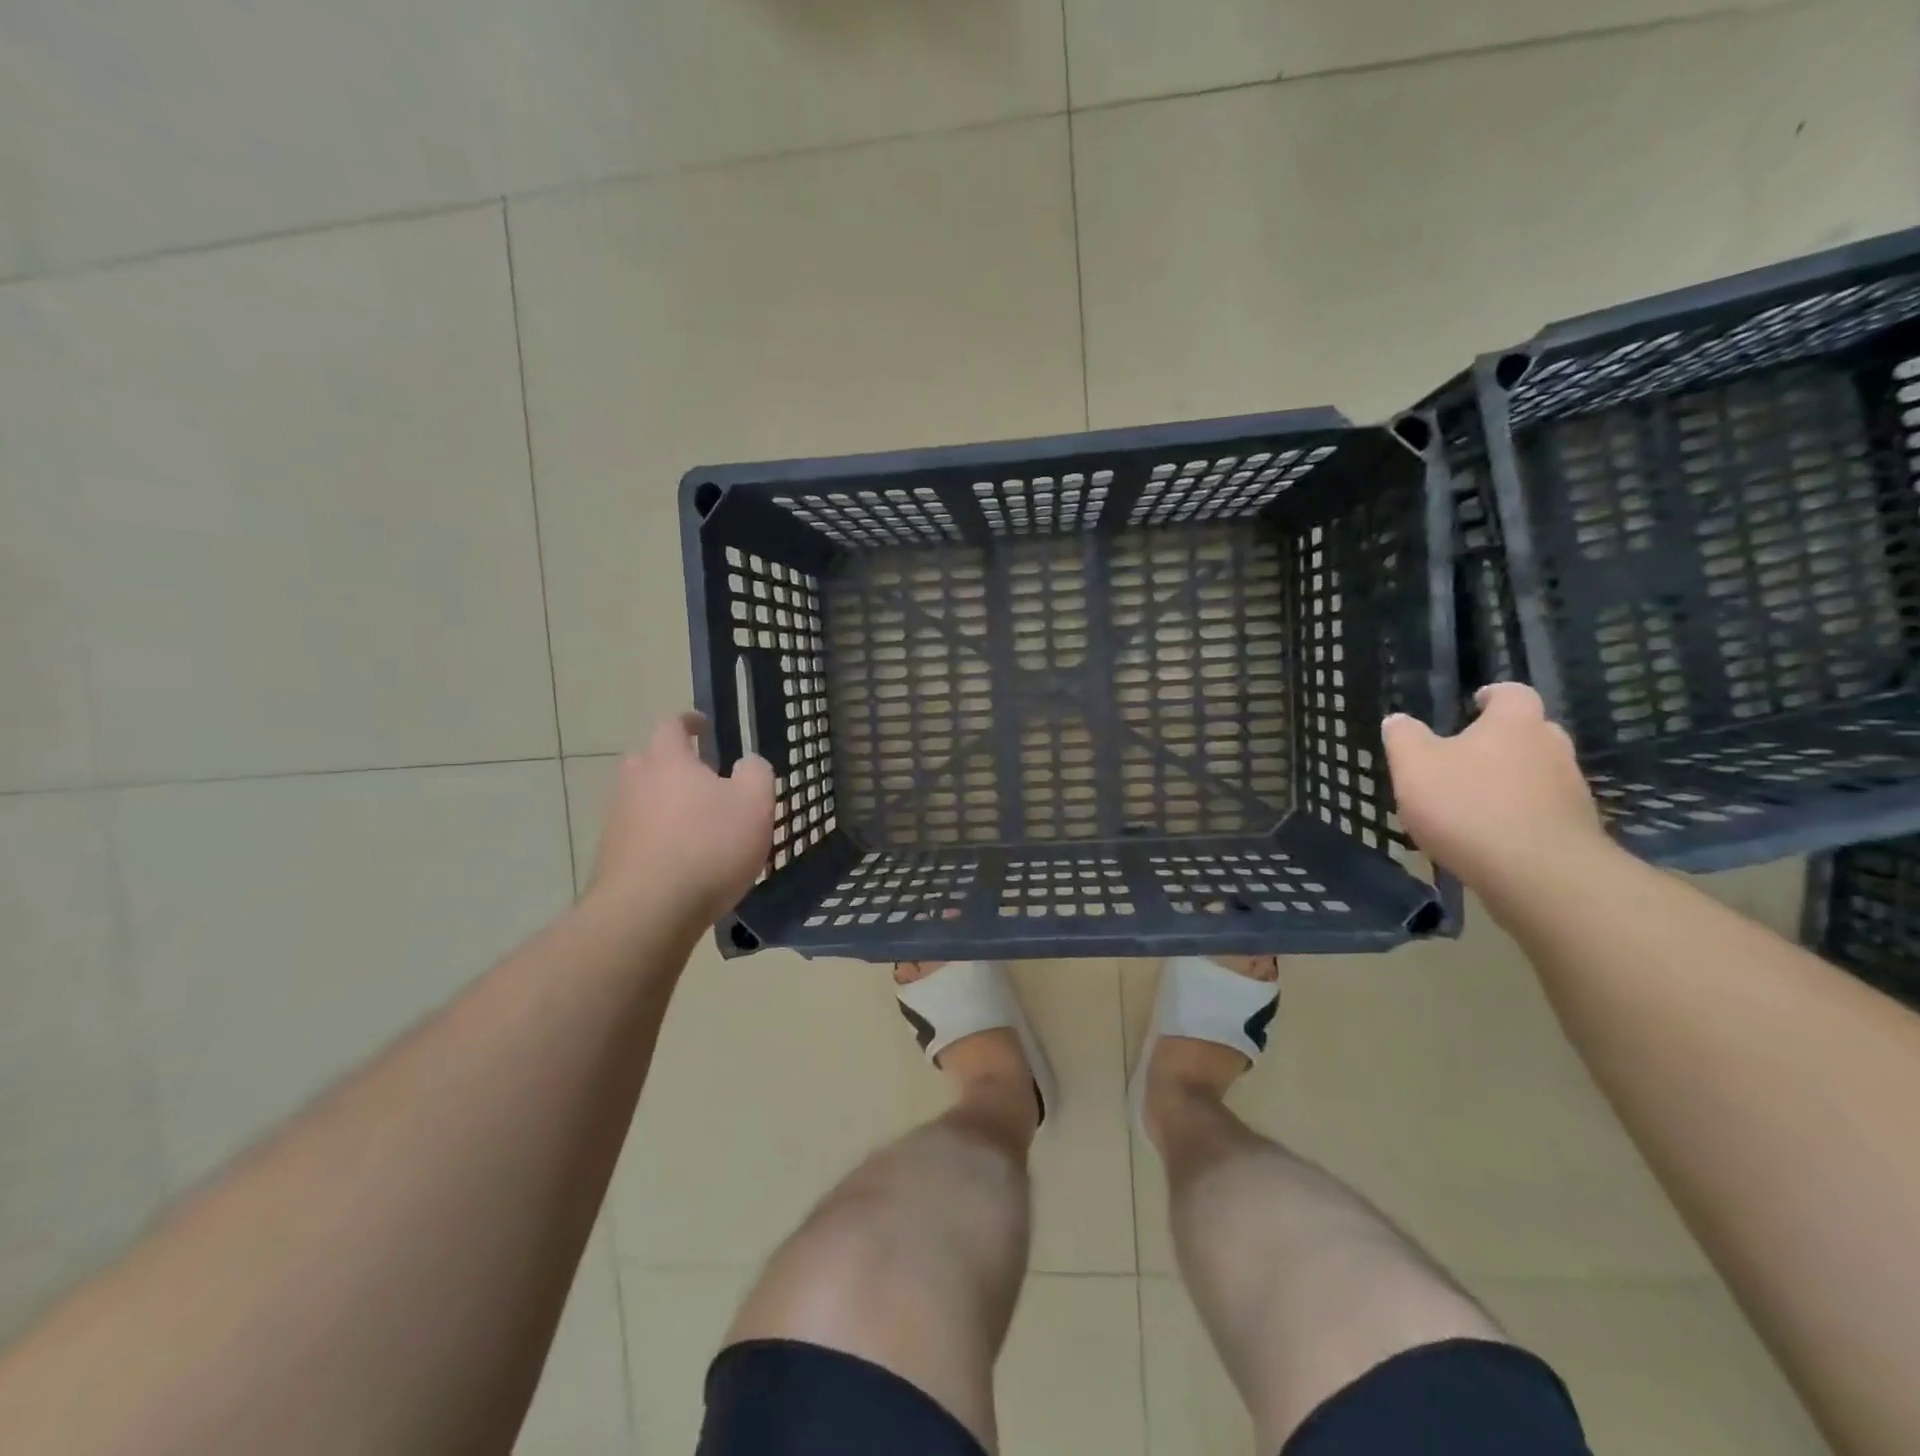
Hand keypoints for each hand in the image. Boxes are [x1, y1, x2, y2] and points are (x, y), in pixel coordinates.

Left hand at [588, 712, 775, 931]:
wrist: (648, 911)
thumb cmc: (709, 846)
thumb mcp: (754, 804)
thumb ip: (755, 773)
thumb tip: (747, 763)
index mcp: (668, 760)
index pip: (672, 725)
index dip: (688, 721)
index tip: (703, 726)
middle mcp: (635, 783)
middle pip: (649, 760)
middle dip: (672, 763)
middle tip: (701, 776)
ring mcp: (618, 821)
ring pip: (641, 799)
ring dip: (664, 803)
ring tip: (696, 823)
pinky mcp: (612, 857)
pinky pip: (638, 834)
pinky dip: (658, 837)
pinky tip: (681, 859)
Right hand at [1382, 683, 1608, 898]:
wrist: (1537, 874)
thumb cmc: (1468, 805)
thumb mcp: (1414, 766)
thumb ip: (1403, 738)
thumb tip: (1398, 720)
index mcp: (1514, 723)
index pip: (1512, 693)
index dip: (1491, 696)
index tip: (1472, 705)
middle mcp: (1551, 747)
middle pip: (1529, 732)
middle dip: (1501, 741)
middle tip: (1466, 757)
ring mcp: (1570, 789)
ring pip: (1537, 773)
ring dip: (1510, 781)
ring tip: (1473, 803)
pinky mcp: (1575, 828)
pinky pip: (1542, 810)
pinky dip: (1519, 815)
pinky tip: (1491, 836)